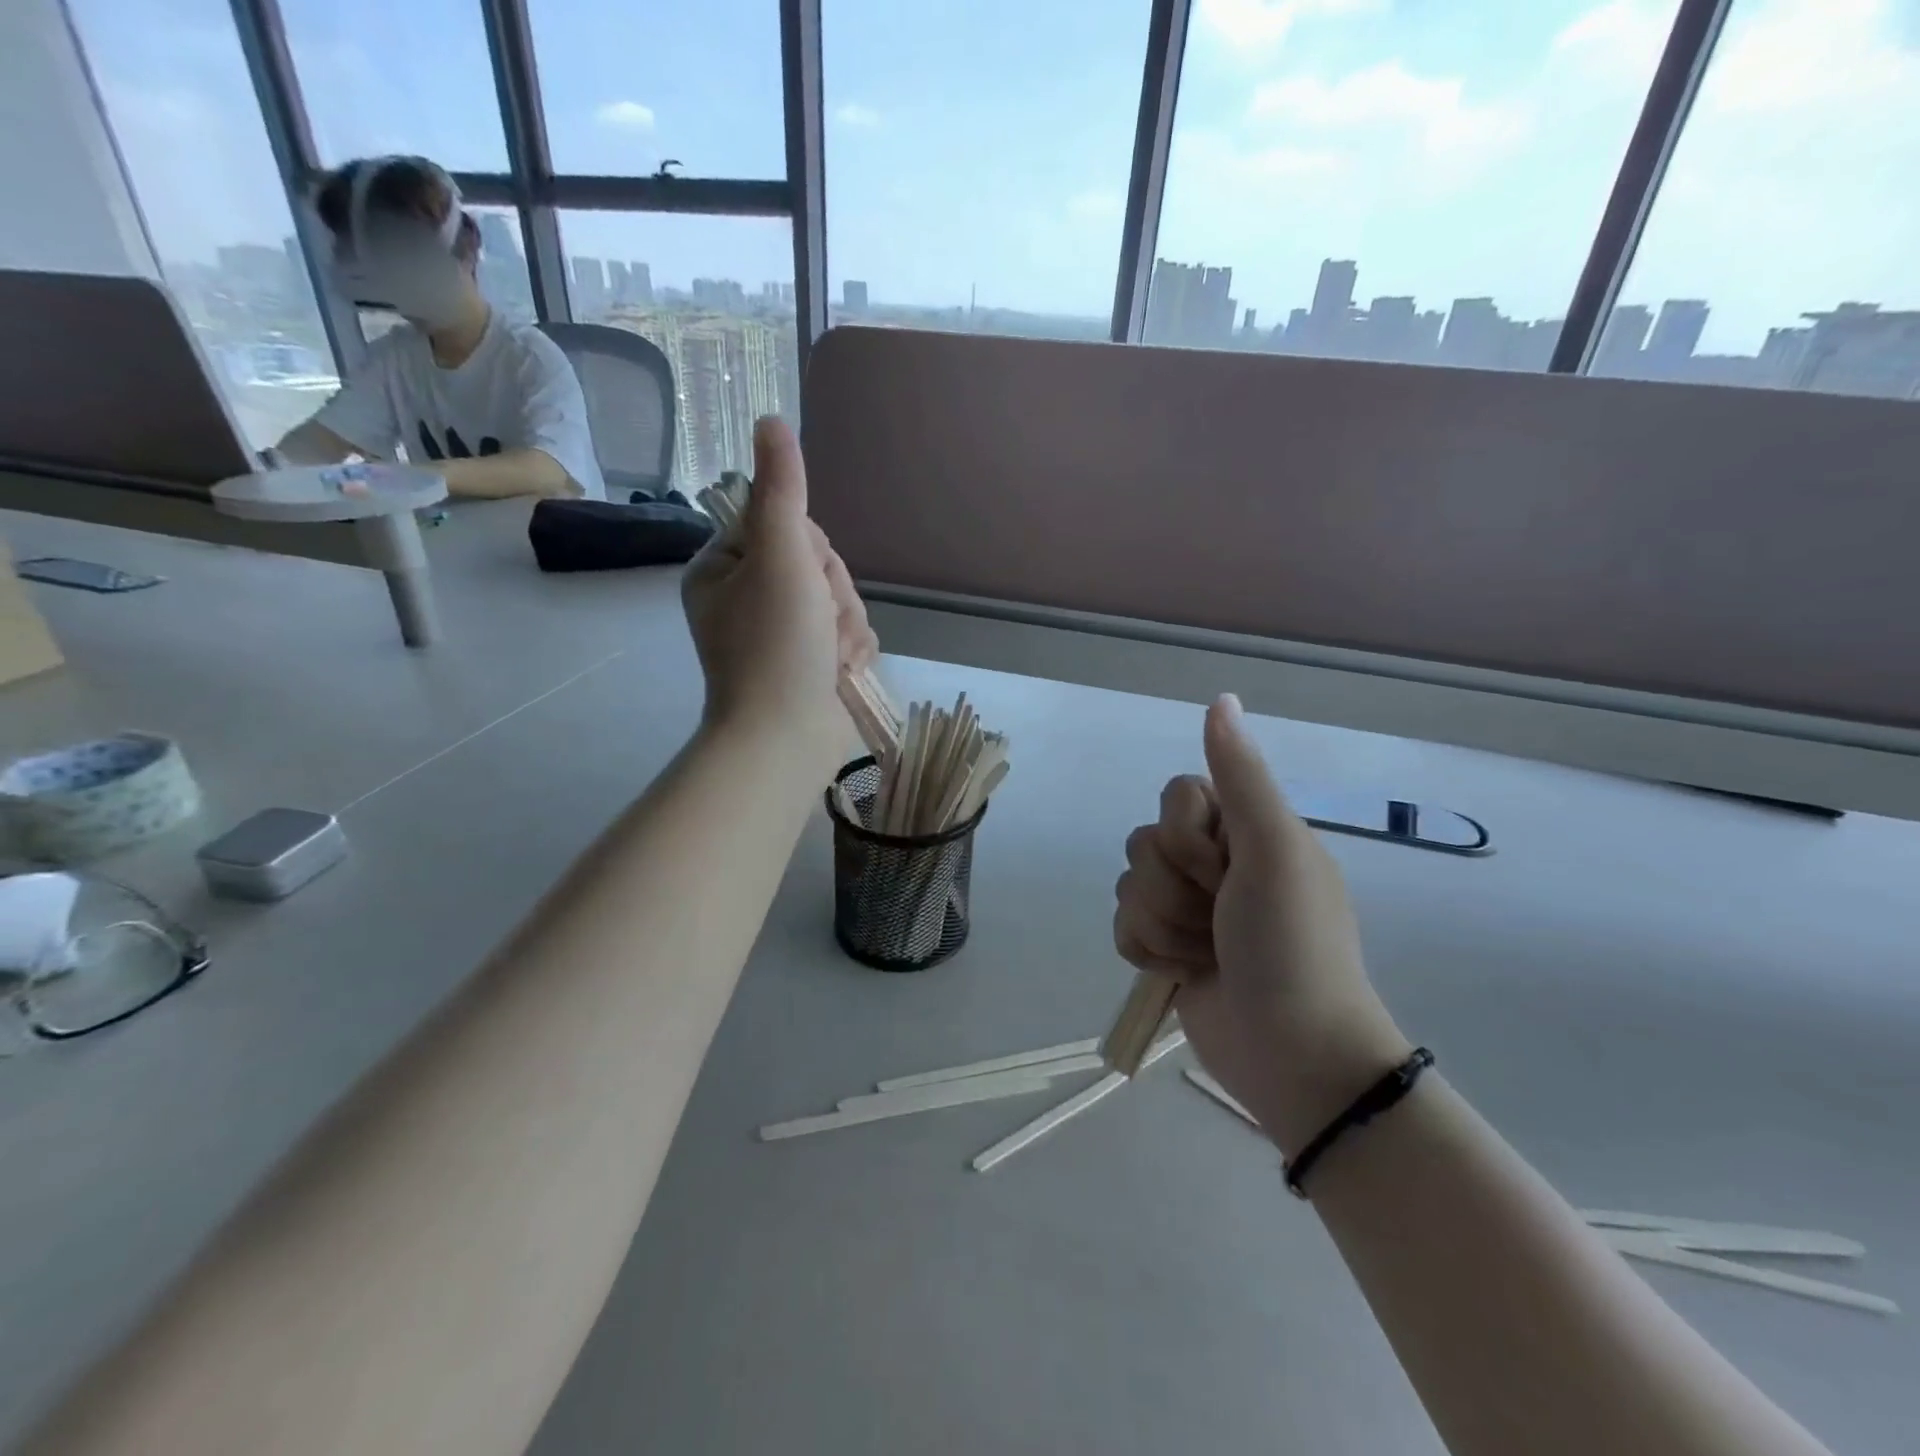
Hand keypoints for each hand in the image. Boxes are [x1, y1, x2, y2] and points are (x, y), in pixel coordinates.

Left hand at [681, 417, 877, 771]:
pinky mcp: (811, 662)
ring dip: (847, 625)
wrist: (788, 738)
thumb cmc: (776, 645)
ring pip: (840, 599)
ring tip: (831, 656)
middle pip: (817, 563)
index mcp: (724, 568)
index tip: (803, 575)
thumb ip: (781, 489)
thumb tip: (770, 419)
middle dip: (832, 593)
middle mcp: (748, 596)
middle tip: (818, 623)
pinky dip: (852, 651)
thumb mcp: (779, 556)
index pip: (785, 523)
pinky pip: (848, 633)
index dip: (808, 548)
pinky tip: (841, 671)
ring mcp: (782, 633)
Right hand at [1113, 695, 1409, 1155]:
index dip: (1186, 833)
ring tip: (1206, 955)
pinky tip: (1182, 974)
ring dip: (1164, 925)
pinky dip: (1148, 952)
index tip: (1222, 867)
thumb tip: (1221, 698)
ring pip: (1129, 885)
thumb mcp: (1274, 850)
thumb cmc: (1292, 945)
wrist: (1292, 1054)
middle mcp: (1215, 862)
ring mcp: (1188, 907)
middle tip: (1221, 919)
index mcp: (1245, 831)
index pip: (1176, 794)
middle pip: (1144, 842)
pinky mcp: (1165, 948)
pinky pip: (1122, 926)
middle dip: (1175, 888)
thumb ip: (1240, 776)